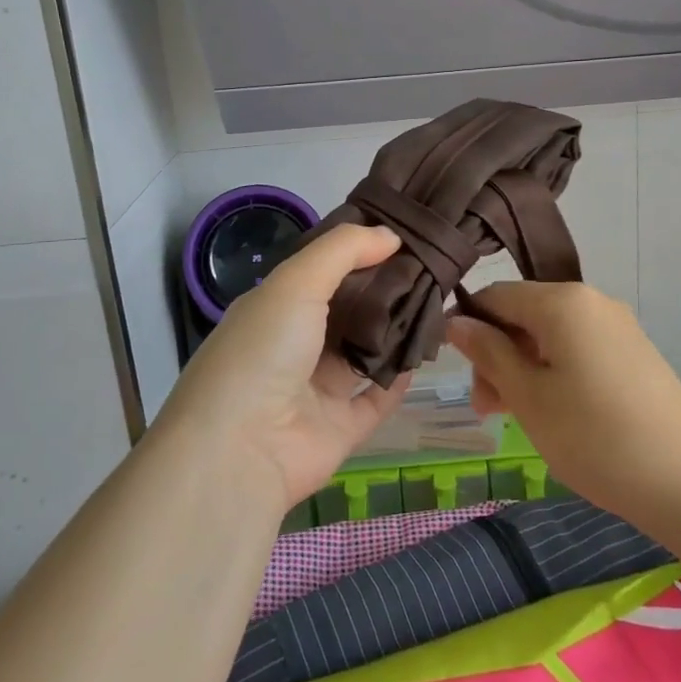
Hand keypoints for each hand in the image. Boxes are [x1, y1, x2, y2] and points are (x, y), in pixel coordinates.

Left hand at [154, 223, 412, 509]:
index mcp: (274, 308)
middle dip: (383, 289)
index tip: (401, 231)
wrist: (241, 450)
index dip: (357, 250)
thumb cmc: (263, 350)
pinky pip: (377, 398)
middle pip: (347, 310)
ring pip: (364, 352)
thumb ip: (343, 250)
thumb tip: (390, 235)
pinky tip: (426, 351)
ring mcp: (316, 390)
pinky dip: (400, 379)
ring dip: (395, 330)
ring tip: (439, 299)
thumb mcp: (296, 281)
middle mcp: (294, 346)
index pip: (321, 271)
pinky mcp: (340, 429)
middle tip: (431, 265)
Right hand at [446, 281, 680, 525]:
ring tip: (516, 417)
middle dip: (497, 354)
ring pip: (551, 334)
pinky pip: (579, 348)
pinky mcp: (633, 352)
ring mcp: (617, 325)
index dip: (469, 326)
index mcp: (562, 301)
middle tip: (487, 409)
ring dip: (523, 367)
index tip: (457, 371)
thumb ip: (489, 353)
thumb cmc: (595, 438)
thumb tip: (456, 321)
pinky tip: (554, 412)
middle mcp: (591, 300)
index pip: (496, 294)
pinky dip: (554, 371)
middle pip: (524, 314)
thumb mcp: (529, 397)